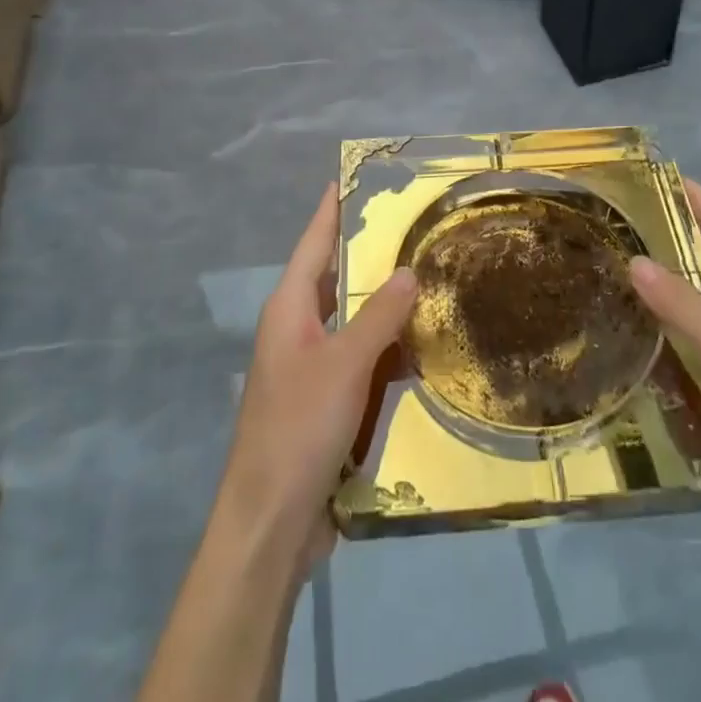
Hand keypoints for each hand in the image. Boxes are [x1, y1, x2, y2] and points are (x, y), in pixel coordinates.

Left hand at [217, 184, 416, 572]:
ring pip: (353, 321)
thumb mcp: (345, 364)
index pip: (314, 243)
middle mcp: (297, 329)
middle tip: (414, 228)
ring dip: (385, 306)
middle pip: (336, 279)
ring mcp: (310, 368)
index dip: (332, 210)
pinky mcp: (325, 402)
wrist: (270, 523)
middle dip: (370, 255)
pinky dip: (387, 350)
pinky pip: (361, 361)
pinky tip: (422, 347)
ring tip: (430, 279)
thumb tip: (408, 271)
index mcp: (290, 309)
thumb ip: (379, 315)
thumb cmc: (299, 427)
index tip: (350, 178)